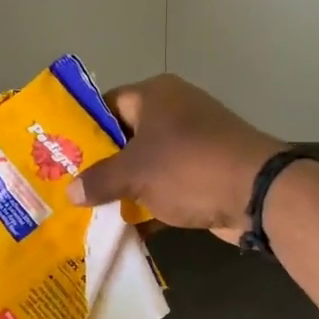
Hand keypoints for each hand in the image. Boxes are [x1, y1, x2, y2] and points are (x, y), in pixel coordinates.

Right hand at [69, 75, 282, 243]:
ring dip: (125, 184)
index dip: (83, 128)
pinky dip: (150, 199)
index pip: (106, 104)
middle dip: (101, 162)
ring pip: (147, 161)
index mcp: (154, 95)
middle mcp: (174, 110)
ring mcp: (194, 140)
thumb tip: (70, 192)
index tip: (60, 154)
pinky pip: (168, 181)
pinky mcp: (206, 169)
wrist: (258, 192)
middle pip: (126, 134)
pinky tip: (127, 223)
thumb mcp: (134, 174)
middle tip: (71, 185)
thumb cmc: (188, 167)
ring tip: (91, 207)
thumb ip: (98, 181)